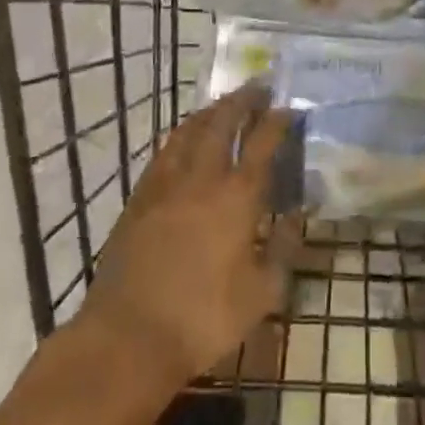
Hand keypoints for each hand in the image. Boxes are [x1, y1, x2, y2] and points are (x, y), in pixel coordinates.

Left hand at [83, 85, 296, 388]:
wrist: (127, 337)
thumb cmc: (203, 318)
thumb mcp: (262, 293)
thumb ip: (284, 248)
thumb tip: (297, 215)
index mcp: (237, 197)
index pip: (262, 143)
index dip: (277, 121)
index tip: (288, 107)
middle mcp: (201, 178)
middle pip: (222, 123)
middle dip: (242, 100)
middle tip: (257, 87)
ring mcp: (164, 185)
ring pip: (188, 131)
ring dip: (210, 112)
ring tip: (223, 105)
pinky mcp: (138, 199)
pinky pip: (164, 152)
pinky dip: (180, 136)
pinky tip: (183, 140)